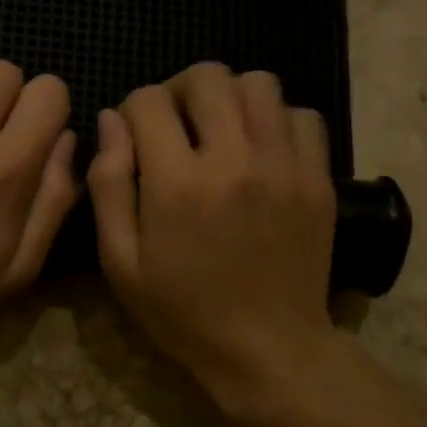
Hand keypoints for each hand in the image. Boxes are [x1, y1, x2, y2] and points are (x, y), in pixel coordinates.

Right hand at [88, 62, 338, 422]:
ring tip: (221, 132)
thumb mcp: (121, 261)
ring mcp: (284, 166)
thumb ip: (108, 184)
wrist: (267, 349)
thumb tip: (111, 120)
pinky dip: (276, 120)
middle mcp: (234, 159)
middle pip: (207, 77)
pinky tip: (261, 150)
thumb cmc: (182, 311)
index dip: (132, 111)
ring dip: (230, 98)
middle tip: (176, 126)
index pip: (148, 101)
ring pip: (259, 84)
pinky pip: (302, 115)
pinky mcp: (318, 178)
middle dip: (180, 91)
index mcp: (177, 183)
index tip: (135, 138)